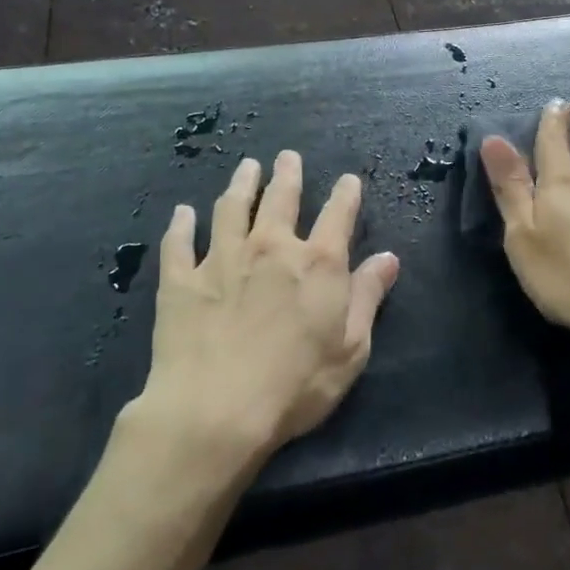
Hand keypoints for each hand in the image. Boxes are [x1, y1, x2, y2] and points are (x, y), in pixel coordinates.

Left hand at [140, 151, 399, 466]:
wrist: (215, 411)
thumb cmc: (295, 386)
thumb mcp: (350, 349)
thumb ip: (367, 298)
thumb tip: (388, 258)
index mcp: (317, 263)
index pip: (338, 215)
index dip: (346, 194)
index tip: (348, 180)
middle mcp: (270, 247)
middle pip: (280, 199)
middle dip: (287, 174)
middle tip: (286, 157)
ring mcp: (222, 258)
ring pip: (232, 207)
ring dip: (241, 184)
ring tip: (246, 167)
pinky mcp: (181, 279)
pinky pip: (180, 242)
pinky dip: (182, 224)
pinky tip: (183, 212)